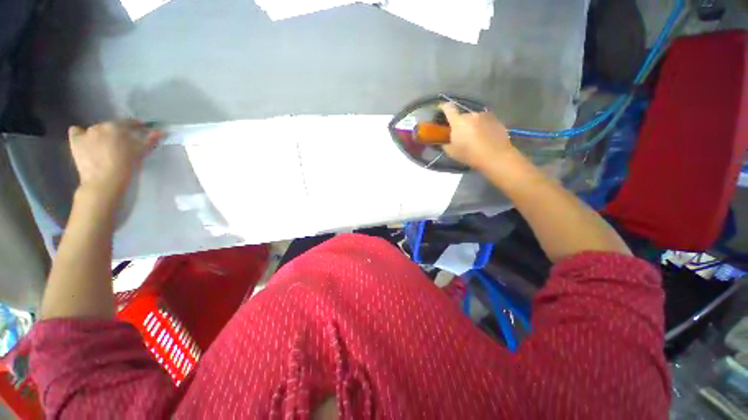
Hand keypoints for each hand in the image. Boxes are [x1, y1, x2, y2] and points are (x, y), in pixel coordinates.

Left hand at [68, 120, 161, 201]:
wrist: (104, 182)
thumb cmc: (125, 166)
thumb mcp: (141, 153)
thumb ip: (150, 140)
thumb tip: (160, 132)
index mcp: (116, 127)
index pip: (129, 123)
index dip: (137, 126)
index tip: (142, 130)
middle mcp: (100, 126)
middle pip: (111, 126)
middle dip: (118, 132)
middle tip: (124, 142)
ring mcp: (85, 133)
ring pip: (96, 130)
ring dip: (102, 135)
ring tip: (106, 145)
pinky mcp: (75, 142)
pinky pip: (76, 132)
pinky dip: (81, 134)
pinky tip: (86, 140)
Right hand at [439, 103, 514, 170]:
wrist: (495, 156)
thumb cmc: (470, 154)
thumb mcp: (451, 152)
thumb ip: (445, 143)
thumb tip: (444, 140)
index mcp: (458, 122)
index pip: (448, 108)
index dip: (443, 107)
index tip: (441, 109)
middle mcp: (471, 115)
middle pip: (462, 116)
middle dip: (460, 124)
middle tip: (461, 135)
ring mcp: (485, 116)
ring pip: (474, 119)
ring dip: (472, 125)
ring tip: (475, 137)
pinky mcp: (496, 119)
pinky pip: (485, 121)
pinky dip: (483, 127)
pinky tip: (485, 137)